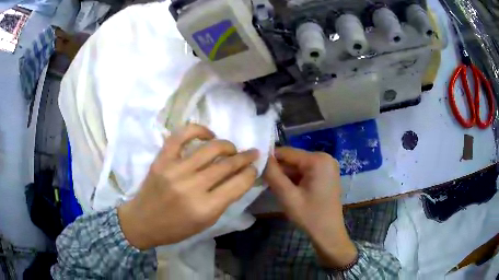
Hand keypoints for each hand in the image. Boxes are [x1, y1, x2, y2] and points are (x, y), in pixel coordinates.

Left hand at [118, 124, 258, 249]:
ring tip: (231, 148)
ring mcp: (175, 170)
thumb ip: (224, 200)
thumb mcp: (206, 222)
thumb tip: (240, 178)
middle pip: (227, 164)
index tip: (254, 168)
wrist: (143, 222)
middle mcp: (192, 187)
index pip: (239, 183)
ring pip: (210, 148)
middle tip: (252, 153)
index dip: (251, 172)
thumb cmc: (176, 228)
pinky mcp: (162, 160)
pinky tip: (208, 134)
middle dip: (245, 157)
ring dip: (227, 145)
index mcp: (206, 208)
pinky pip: (181, 136)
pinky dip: (198, 130)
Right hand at [263, 147, 356, 267]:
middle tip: (264, 182)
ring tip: (274, 188)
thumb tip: (261, 157)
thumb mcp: (288, 196)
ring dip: (285, 176)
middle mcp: (325, 158)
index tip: (256, 169)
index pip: (287, 152)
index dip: (269, 159)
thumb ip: (273, 175)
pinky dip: (295, 179)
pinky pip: (305, 171)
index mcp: (318, 160)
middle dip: (279, 170)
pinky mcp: (326, 174)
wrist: (329, 233)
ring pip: (298, 166)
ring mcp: (327, 166)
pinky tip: (287, 190)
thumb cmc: (310, 216)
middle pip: (293, 159)